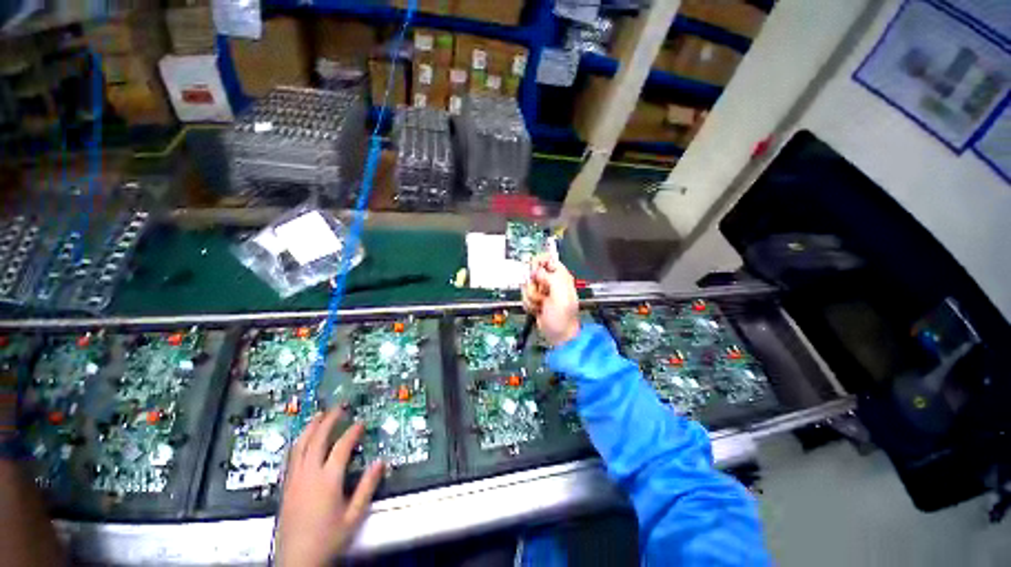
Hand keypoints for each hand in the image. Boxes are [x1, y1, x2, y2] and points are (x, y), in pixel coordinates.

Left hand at [276, 409, 384, 566]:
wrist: (297, 560)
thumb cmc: (328, 539)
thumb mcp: (353, 516)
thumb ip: (367, 487)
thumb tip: (380, 462)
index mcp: (327, 480)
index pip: (341, 447)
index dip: (352, 432)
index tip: (360, 423)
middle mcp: (308, 475)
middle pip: (317, 440)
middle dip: (328, 420)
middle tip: (338, 407)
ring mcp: (294, 480)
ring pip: (300, 446)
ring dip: (310, 427)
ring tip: (318, 415)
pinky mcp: (286, 487)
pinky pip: (291, 457)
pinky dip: (299, 442)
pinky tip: (303, 439)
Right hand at [522, 254, 580, 346]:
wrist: (559, 335)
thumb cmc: (563, 316)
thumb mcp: (560, 293)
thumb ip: (549, 277)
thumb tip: (536, 271)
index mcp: (559, 276)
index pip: (546, 259)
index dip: (538, 263)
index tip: (534, 273)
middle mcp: (550, 282)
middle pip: (532, 273)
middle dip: (534, 285)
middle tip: (542, 294)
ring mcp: (542, 292)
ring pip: (526, 286)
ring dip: (531, 298)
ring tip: (542, 305)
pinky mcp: (535, 301)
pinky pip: (525, 297)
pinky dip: (529, 305)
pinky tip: (538, 310)